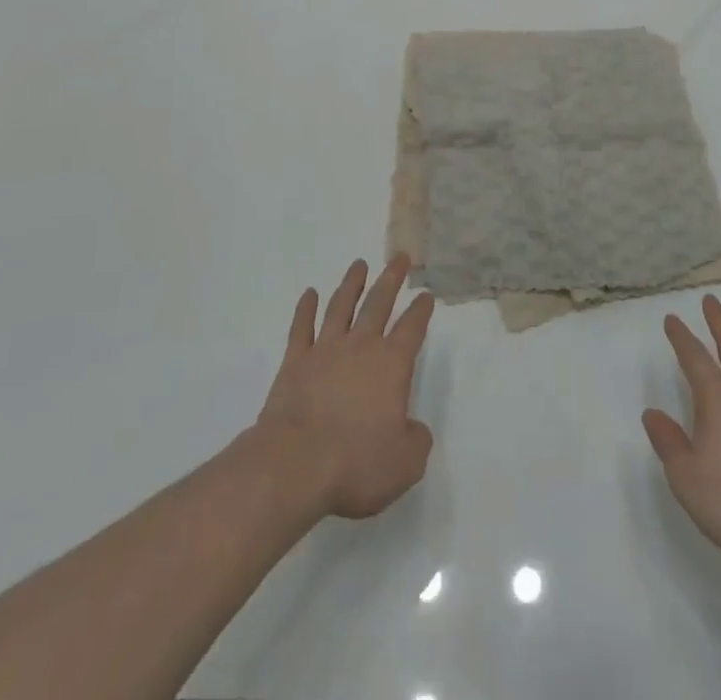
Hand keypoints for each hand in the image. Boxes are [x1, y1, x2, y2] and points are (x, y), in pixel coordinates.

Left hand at [253, 255, 435, 519]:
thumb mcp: (404, 464)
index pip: (412, 328)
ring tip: (359, 264)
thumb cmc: (355, 463)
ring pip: (341, 306)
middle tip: (399, 257)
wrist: (295, 464)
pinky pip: (301, 327)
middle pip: (379, 303)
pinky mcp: (294, 362)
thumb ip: (416, 441)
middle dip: (392, 278)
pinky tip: (310, 294)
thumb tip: (414, 429)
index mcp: (391, 365)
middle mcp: (360, 347)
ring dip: (351, 284)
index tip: (426, 294)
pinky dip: (306, 308)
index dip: (421, 310)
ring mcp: (325, 350)